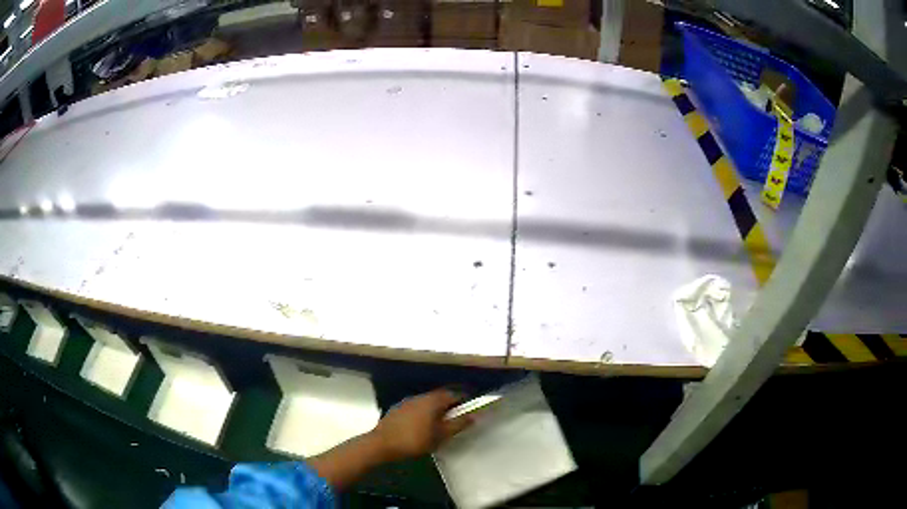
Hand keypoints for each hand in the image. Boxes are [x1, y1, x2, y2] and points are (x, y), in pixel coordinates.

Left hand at [371, 389, 473, 461]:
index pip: (453, 394)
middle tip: (456, 419)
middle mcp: (420, 396)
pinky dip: (423, 414)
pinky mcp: (397, 409)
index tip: (470, 409)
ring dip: (436, 410)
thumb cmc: (414, 440)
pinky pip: (416, 408)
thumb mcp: (440, 435)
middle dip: (449, 406)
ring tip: (440, 425)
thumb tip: (474, 415)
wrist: (381, 444)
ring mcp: (407, 402)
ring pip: (427, 402)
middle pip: (440, 397)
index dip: (464, 400)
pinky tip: (422, 426)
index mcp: (432, 400)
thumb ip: (458, 424)